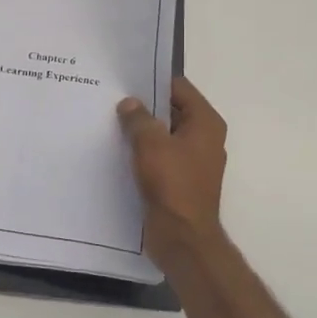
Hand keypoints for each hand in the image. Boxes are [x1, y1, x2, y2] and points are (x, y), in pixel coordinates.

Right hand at [117, 76, 227, 267]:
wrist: (182, 236)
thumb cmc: (172, 184)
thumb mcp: (150, 144)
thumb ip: (138, 118)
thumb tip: (130, 103)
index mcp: (205, 123)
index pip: (180, 88)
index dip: (153, 82)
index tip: (125, 81)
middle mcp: (204, 138)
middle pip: (172, 111)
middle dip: (144, 106)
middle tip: (112, 100)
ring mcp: (193, 161)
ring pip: (164, 135)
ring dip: (142, 131)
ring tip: (111, 123)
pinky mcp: (181, 180)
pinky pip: (161, 156)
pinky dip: (144, 152)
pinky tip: (119, 150)